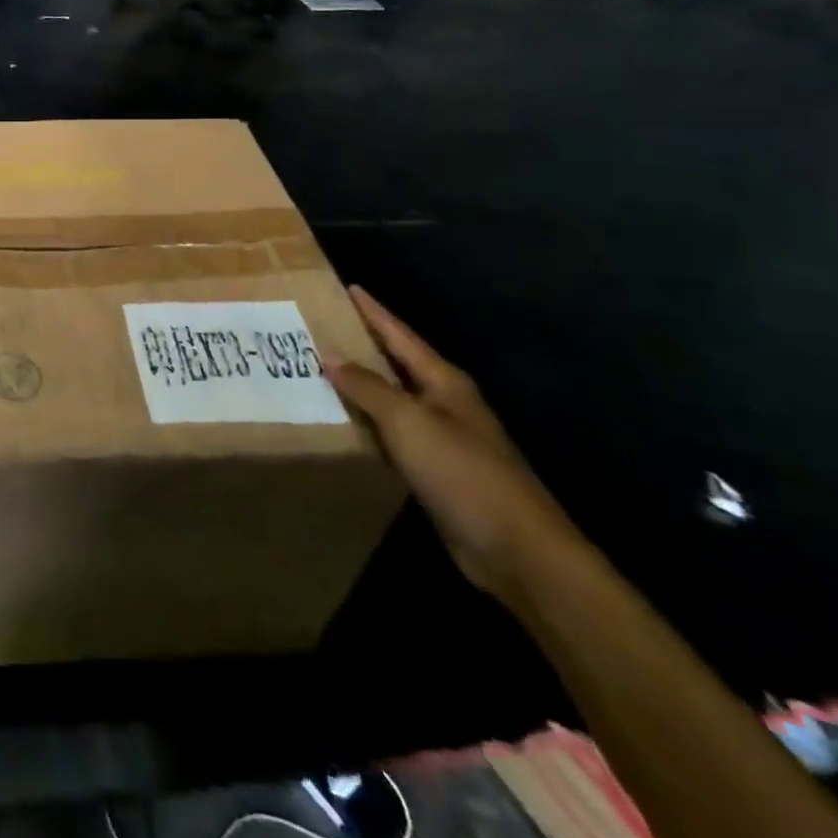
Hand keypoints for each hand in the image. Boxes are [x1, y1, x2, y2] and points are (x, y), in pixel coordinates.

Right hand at [331, 287, 583, 605]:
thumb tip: (329, 354)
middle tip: (322, 326)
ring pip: (392, 399)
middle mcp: (444, 402)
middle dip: (363, 344)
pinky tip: (344, 422)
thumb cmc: (462, 472)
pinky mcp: (436, 470)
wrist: (516, 550)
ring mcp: (442, 437)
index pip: (400, 335)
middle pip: (397, 363)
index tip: (348, 288)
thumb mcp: (408, 421)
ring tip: (321, 369)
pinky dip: (367, 422)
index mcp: (444, 382)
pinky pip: (393, 433)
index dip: (373, 312)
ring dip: (361, 385)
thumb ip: (367, 386)